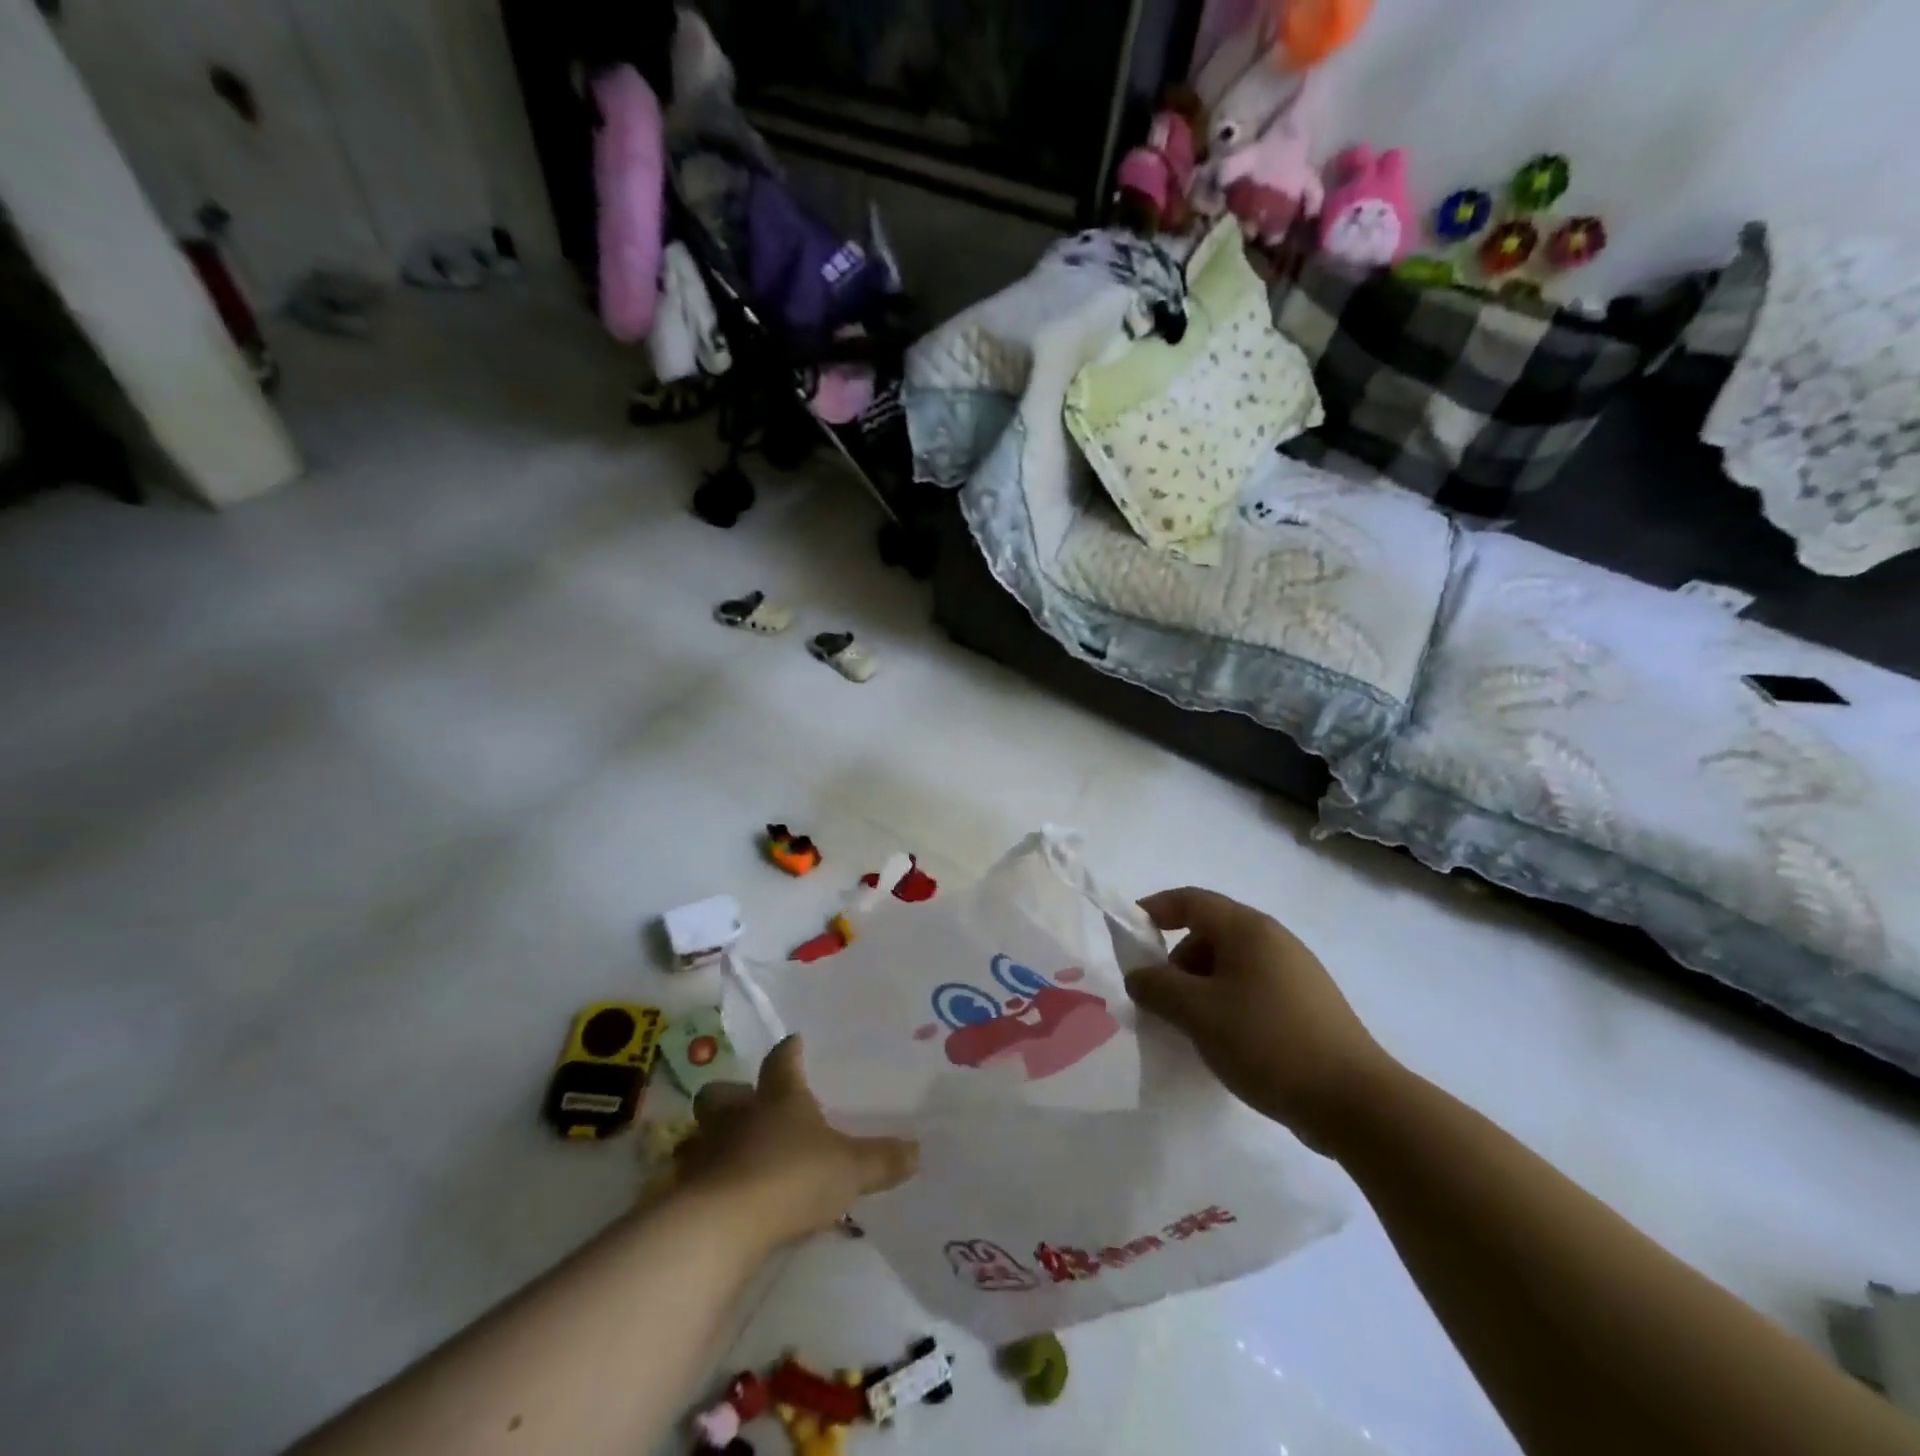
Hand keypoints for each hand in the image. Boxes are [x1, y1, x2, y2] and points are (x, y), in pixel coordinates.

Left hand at [674, 1036, 917, 1248]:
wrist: (723, 1227)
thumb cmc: (791, 1178)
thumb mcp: (849, 1169)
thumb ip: (881, 1159)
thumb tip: (918, 1150)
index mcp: (779, 1097)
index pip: (782, 1059)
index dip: (789, 1051)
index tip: (794, 1044)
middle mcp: (738, 1115)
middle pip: (723, 1092)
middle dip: (733, 1095)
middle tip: (748, 1107)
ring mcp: (707, 1152)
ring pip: (700, 1134)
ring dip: (712, 1141)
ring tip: (731, 1158)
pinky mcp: (684, 1192)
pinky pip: (691, 1179)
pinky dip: (703, 1185)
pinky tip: (718, 1201)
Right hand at [1125, 887, 1391, 1151]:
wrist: (1355, 1102)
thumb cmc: (1267, 1041)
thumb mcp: (1198, 1013)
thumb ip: (1158, 987)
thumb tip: (1139, 975)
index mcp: (1248, 929)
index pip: (1191, 900)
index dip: (1156, 909)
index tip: (1129, 931)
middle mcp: (1274, 940)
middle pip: (1210, 933)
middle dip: (1176, 961)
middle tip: (1159, 1000)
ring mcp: (1296, 973)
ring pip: (1231, 965)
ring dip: (1200, 988)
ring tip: (1190, 1028)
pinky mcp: (1308, 1006)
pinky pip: (1252, 989)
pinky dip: (1226, 1004)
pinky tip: (1224, 1042)